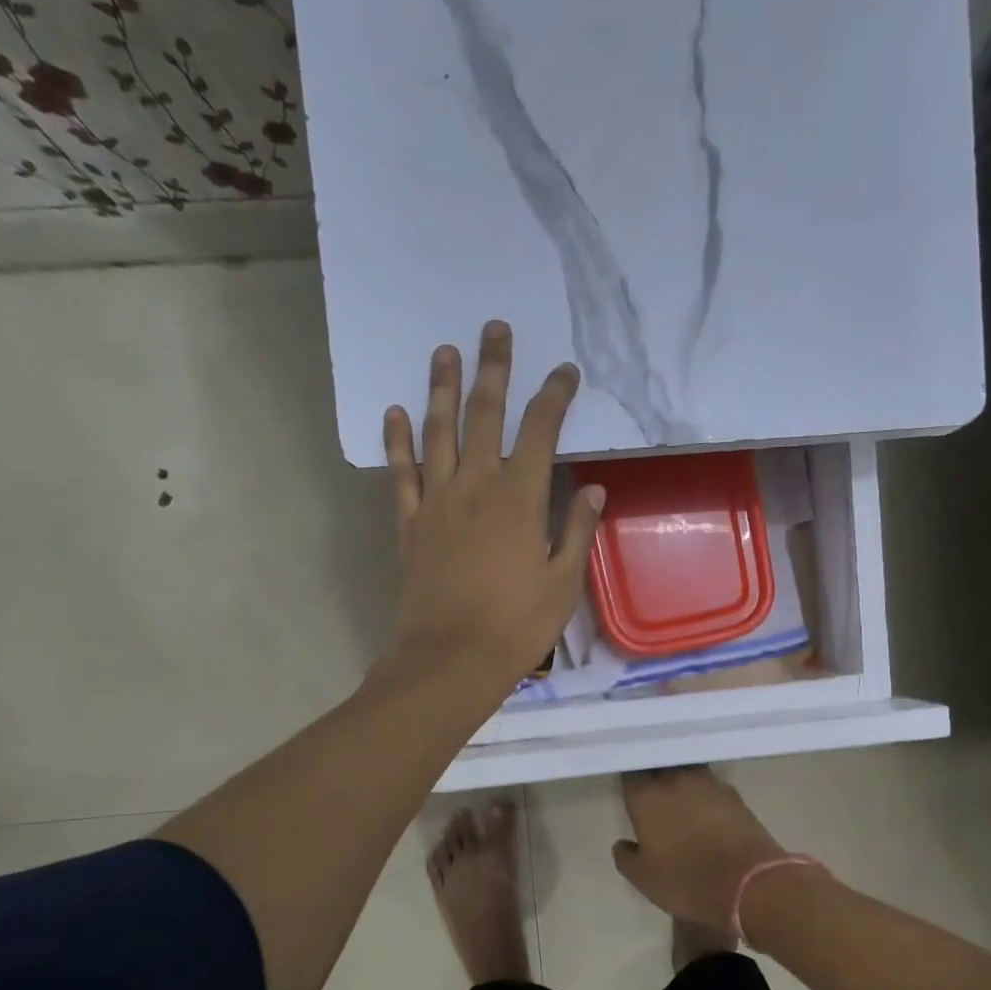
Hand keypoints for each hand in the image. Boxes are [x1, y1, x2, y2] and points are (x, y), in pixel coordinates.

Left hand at [384, 321, 604, 696]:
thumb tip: (595, 489)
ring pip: (438, 433)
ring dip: (442, 389)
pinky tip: (395, 413)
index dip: (554, 396)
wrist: (451, 659)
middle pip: (484, 416)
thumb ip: (577, 530)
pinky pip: (401, 474)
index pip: (541, 432)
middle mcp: (475, 487)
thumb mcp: (563, 582)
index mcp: (520, 499)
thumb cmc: (517, 626)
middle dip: (493, 370)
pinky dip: (397, 442)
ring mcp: (437, 503)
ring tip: (444, 351)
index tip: (565, 372)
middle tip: (494, 329)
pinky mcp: (410, 525)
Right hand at [613, 768, 793, 931]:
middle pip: (660, 764)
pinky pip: (710, 784)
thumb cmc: (687, 880)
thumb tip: (622, 845)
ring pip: (687, 770)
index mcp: (646, 796)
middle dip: (655, 773)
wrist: (749, 882)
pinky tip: (705, 807)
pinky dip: (704, 792)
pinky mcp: (733, 793)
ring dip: (681, 779)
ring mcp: (708, 783)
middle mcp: (675, 780)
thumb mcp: (645, 879)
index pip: (631, 773)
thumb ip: (627, 858)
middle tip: (652, 790)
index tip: (630, 789)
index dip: (630, 779)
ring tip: (679, 796)